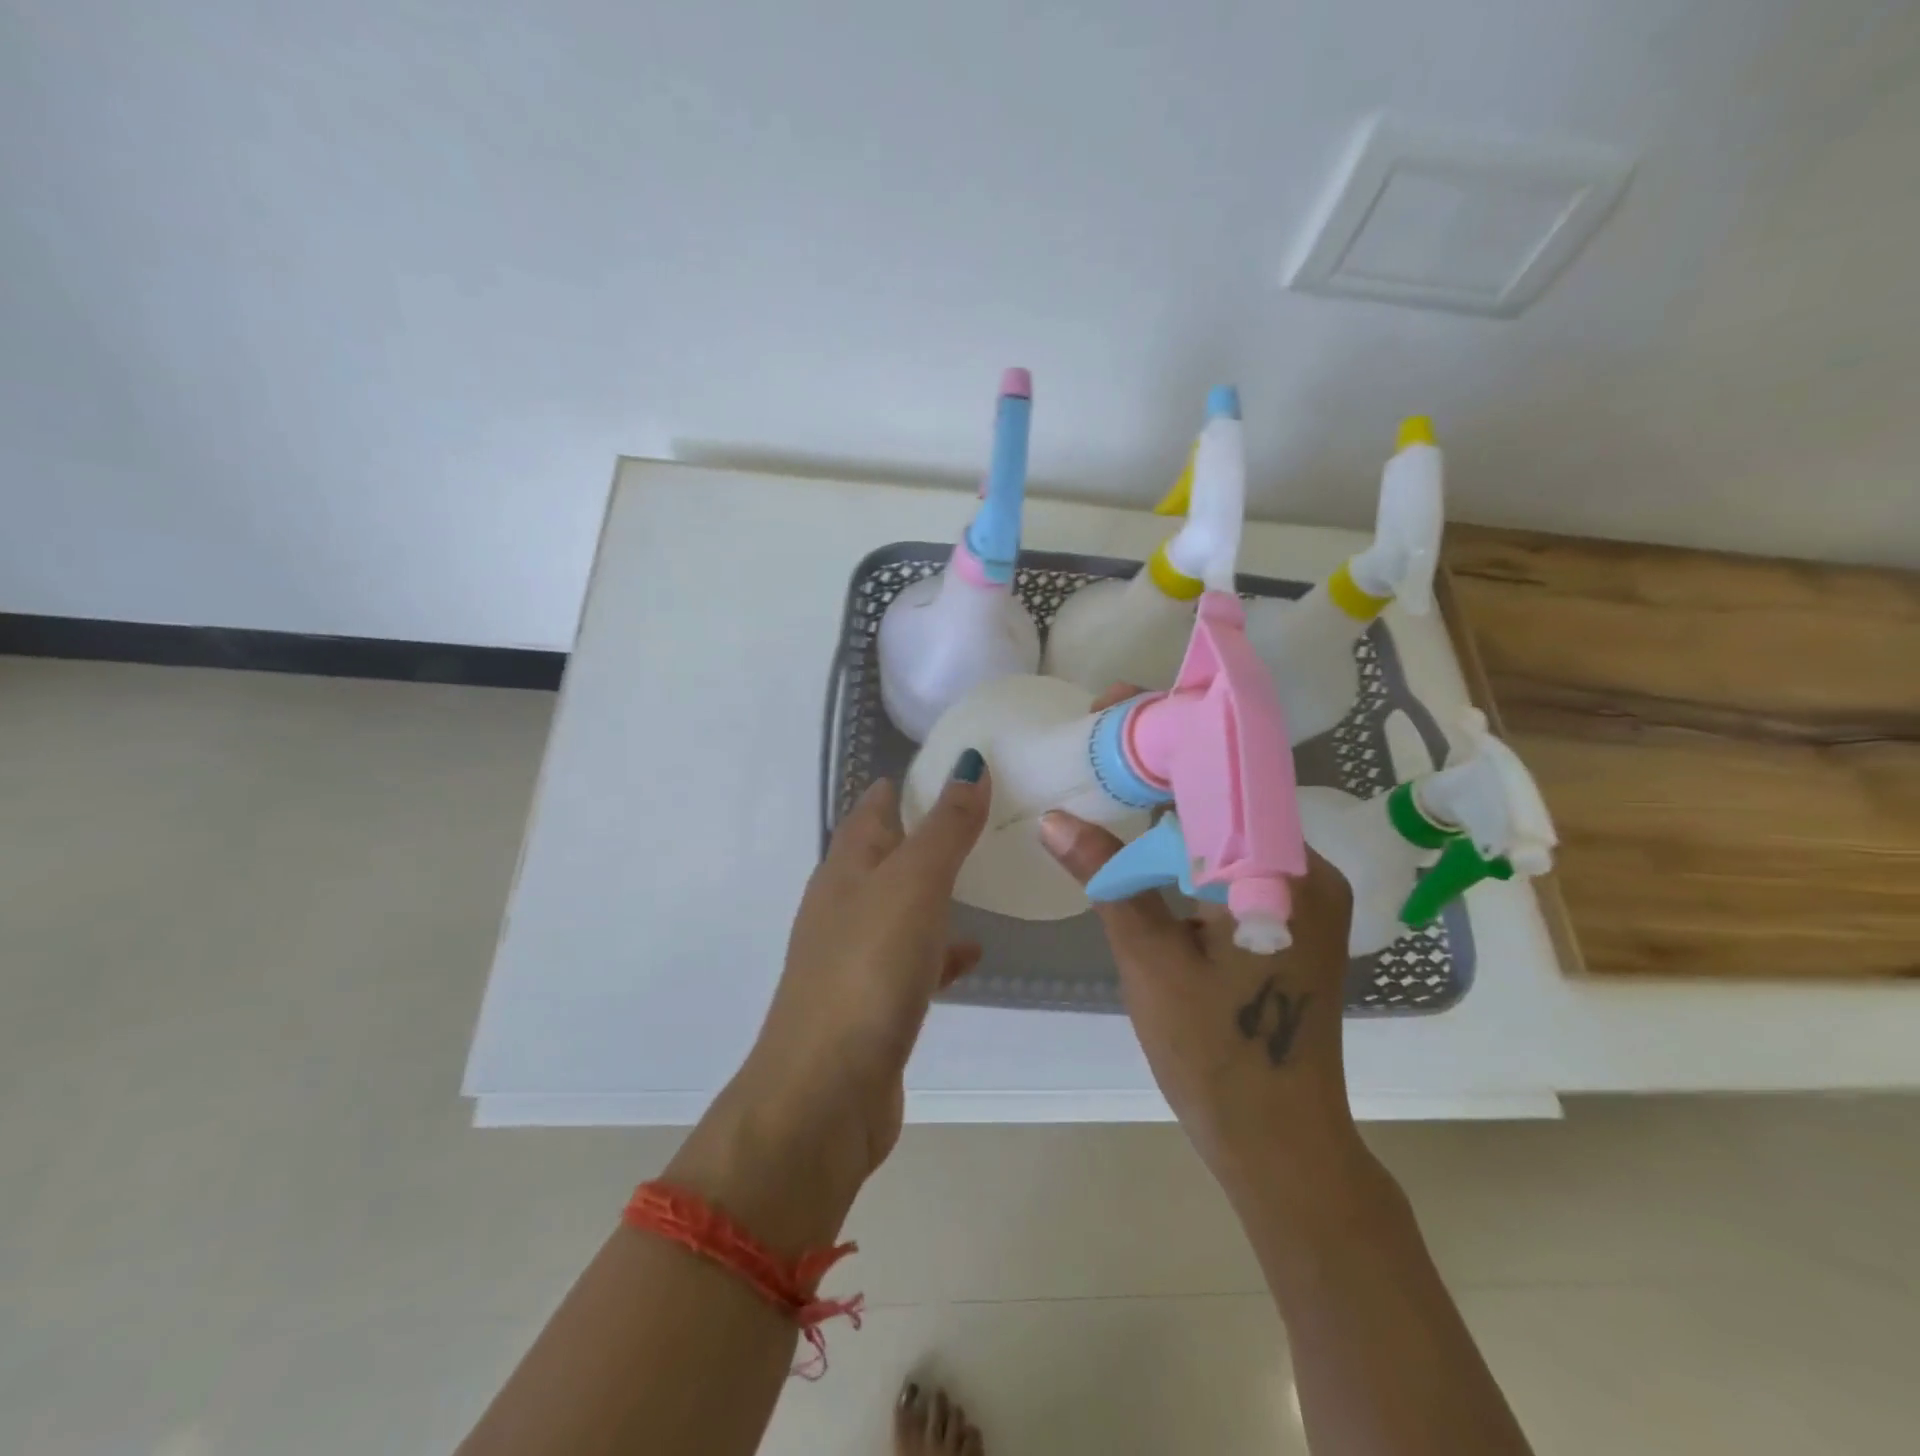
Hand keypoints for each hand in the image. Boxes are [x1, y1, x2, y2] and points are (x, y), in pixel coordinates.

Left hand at [690, 758, 987, 1208]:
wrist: (824, 1094)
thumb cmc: (868, 972)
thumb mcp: (914, 885)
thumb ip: (946, 827)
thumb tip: (968, 763)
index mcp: (846, 868)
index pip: (873, 808)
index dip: (906, 784)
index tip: (954, 766)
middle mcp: (844, 905)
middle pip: (885, 854)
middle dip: (926, 832)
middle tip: (980, 815)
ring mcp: (855, 956)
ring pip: (900, 906)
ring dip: (933, 889)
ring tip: (982, 874)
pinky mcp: (873, 1003)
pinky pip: (913, 960)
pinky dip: (940, 949)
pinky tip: (974, 952)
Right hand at [1037, 691, 1359, 1193]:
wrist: (1279, 1143)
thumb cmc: (1216, 1055)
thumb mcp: (1151, 959)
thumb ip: (1109, 879)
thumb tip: (1056, 818)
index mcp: (1283, 871)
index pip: (1223, 774)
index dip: (1165, 734)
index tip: (1112, 706)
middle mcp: (1304, 870)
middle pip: (1227, 793)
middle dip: (1164, 760)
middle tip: (1100, 736)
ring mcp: (1299, 896)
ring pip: (1227, 825)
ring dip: (1173, 800)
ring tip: (1111, 772)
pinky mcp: (1285, 918)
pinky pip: (1232, 859)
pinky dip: (1187, 841)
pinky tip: (1143, 833)